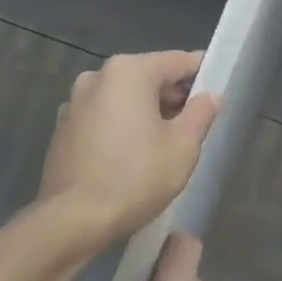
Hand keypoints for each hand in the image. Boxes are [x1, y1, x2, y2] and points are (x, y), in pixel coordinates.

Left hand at [37, 51, 219, 244]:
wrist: (75, 218)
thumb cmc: (136, 177)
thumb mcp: (183, 147)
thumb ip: (201, 114)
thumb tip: (211, 96)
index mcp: (128, 72)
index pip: (177, 61)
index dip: (202, 72)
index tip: (218, 88)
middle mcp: (97, 76)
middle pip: (147, 76)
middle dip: (173, 94)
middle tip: (196, 121)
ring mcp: (74, 102)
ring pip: (123, 97)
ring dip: (147, 111)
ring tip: (167, 141)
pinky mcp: (63, 128)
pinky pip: (103, 116)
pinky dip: (122, 125)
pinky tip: (134, 153)